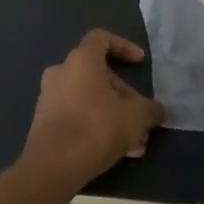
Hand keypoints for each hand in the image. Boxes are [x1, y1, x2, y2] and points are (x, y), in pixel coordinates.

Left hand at [21, 30, 165, 185]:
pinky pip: (78, 116)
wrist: (53, 166)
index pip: (101, 38)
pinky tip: (119, 152)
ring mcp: (49, 98)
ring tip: (137, 142)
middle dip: (124, 95)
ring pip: (90, 100)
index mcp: (81, 61)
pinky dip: (98, 127)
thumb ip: (151, 110)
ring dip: (115, 116)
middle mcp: (61, 73)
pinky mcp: (45, 123)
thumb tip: (158, 111)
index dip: (124, 46)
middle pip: (99, 75)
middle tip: (142, 116)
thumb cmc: (97, 127)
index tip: (140, 62)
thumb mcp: (136, 117)